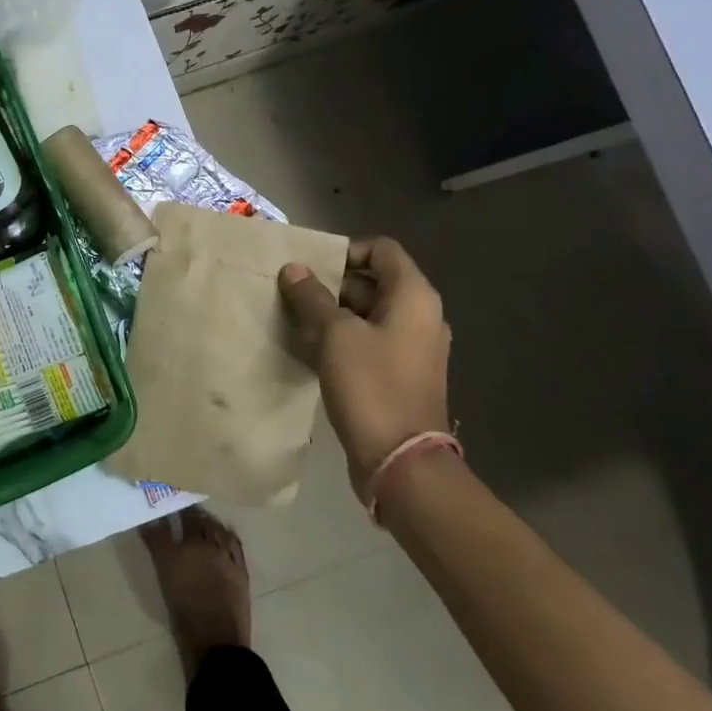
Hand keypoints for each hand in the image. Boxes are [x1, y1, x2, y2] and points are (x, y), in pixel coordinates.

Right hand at [278, 236, 451, 500]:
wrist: (400, 461)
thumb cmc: (371, 385)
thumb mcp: (335, 335)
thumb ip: (313, 297)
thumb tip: (294, 268)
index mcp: (414, 296)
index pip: (381, 250)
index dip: (345, 251)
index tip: (311, 268)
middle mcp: (419, 315)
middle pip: (373, 281)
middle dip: (331, 284)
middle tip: (292, 293)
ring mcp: (411, 347)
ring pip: (366, 314)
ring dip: (331, 313)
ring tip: (293, 320)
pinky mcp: (398, 374)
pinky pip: (367, 342)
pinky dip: (340, 340)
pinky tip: (306, 349)